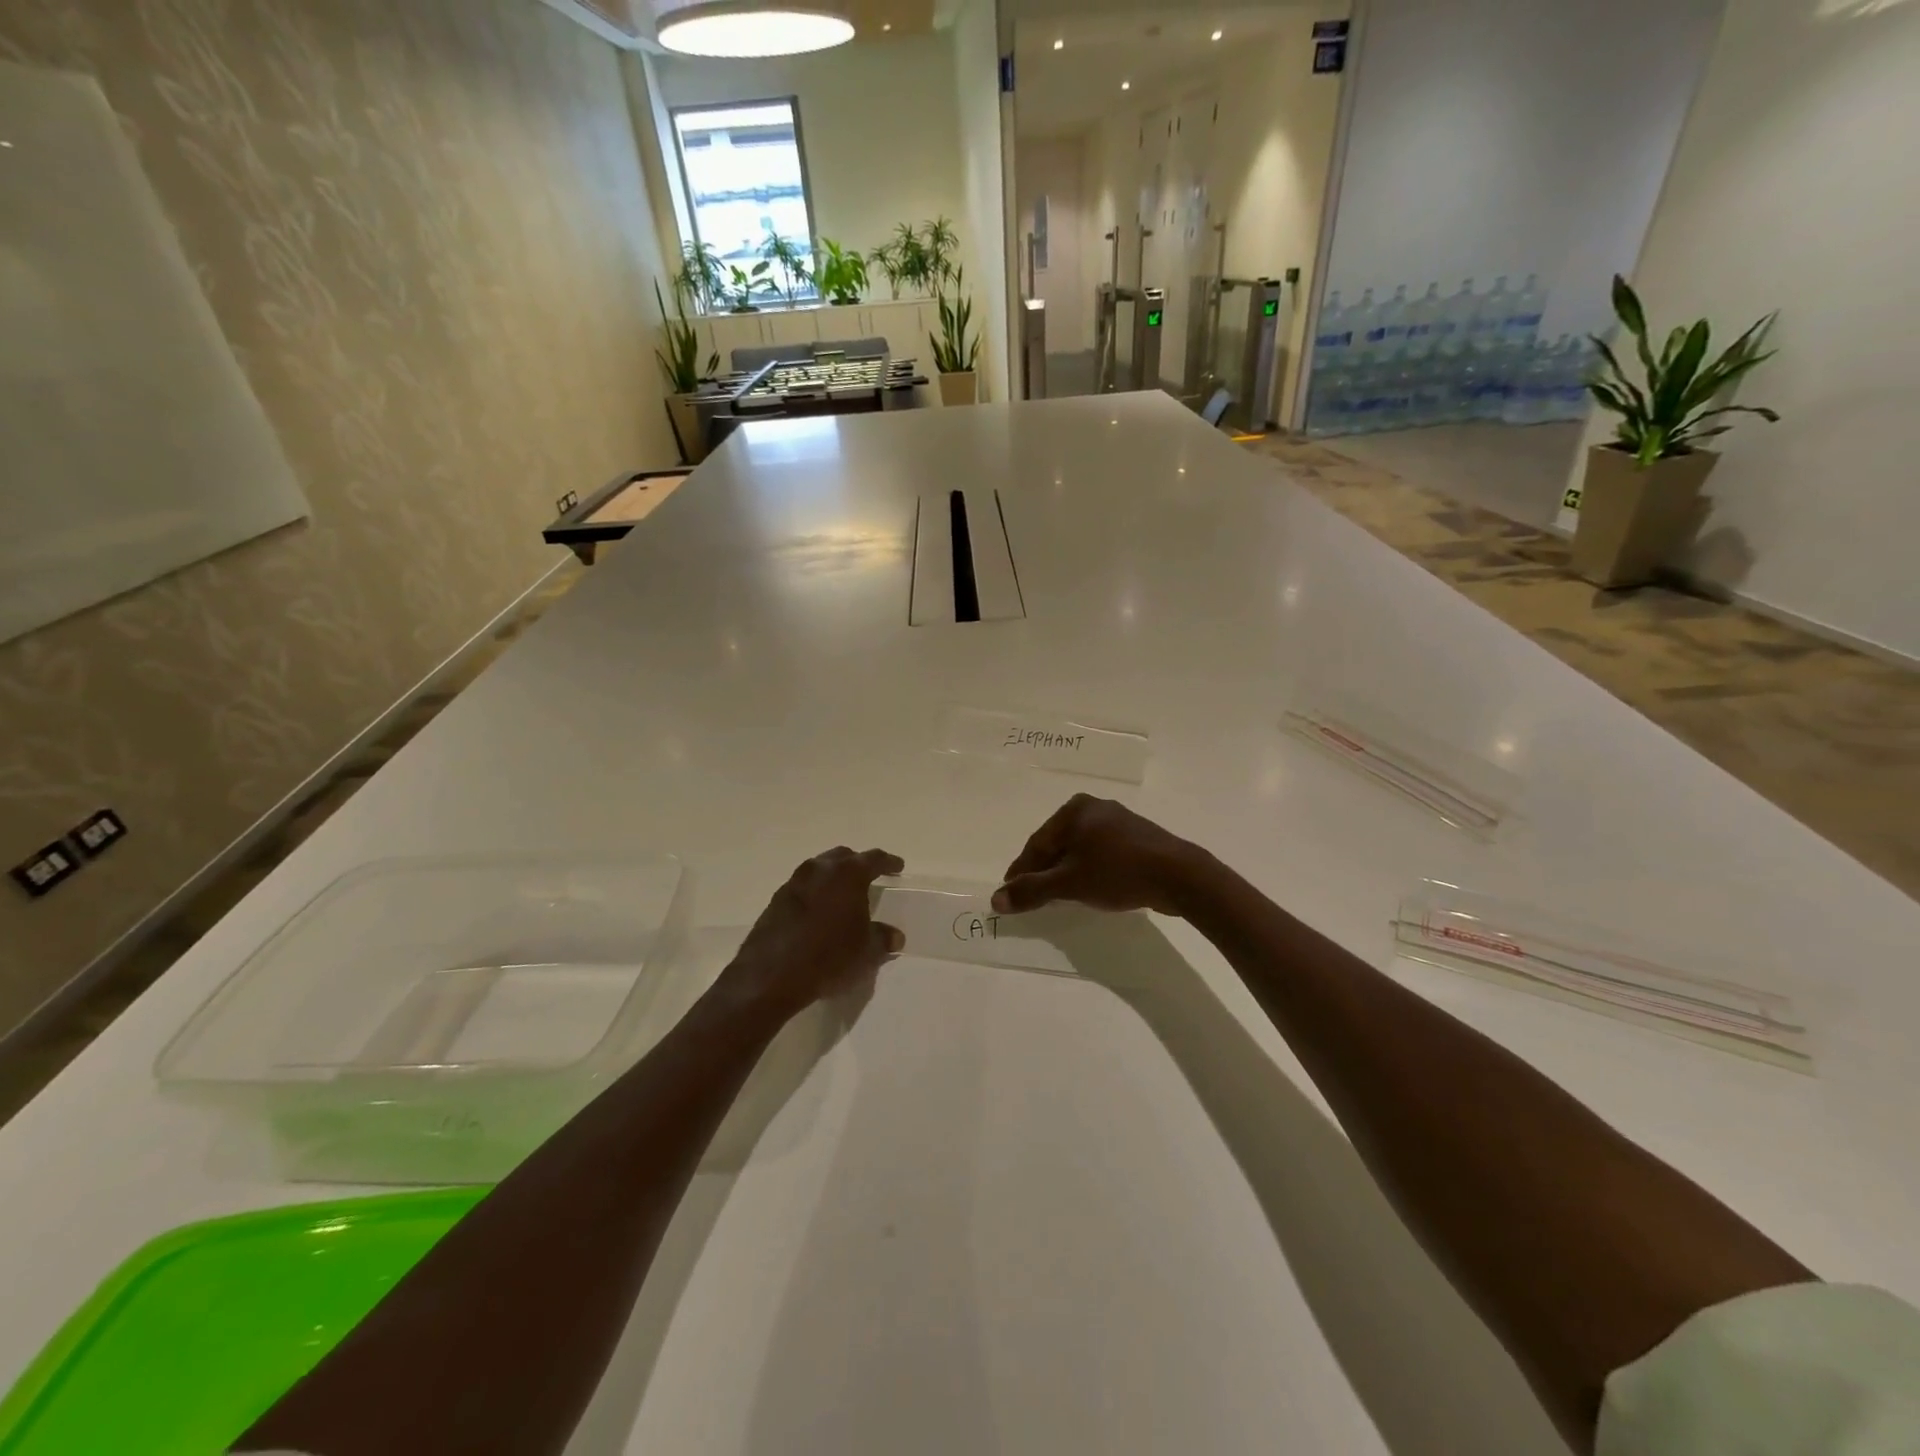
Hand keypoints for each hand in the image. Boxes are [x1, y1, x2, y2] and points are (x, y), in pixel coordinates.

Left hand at [722, 847, 905, 1018]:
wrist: (771, 976)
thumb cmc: (829, 957)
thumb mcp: (866, 951)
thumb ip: (882, 938)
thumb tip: (894, 936)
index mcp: (847, 874)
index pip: (874, 859)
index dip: (888, 862)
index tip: (898, 866)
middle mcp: (820, 869)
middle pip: (843, 857)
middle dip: (858, 864)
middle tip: (870, 876)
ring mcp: (794, 882)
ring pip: (820, 869)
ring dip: (833, 877)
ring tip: (843, 894)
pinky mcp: (776, 900)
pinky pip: (803, 887)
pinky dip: (815, 892)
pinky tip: (819, 912)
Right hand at [992, 795, 1205, 916]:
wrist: (1179, 875)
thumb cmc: (1117, 872)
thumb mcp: (1069, 883)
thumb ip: (1031, 890)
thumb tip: (996, 900)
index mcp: (1073, 811)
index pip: (1036, 844)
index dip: (1021, 871)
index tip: (1009, 893)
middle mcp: (1093, 807)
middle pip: (1057, 844)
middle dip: (1043, 871)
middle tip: (1031, 896)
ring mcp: (1117, 820)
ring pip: (1079, 849)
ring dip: (1066, 871)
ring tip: (1059, 896)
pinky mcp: (1136, 836)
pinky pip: (1100, 852)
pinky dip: (1089, 869)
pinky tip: (1089, 886)